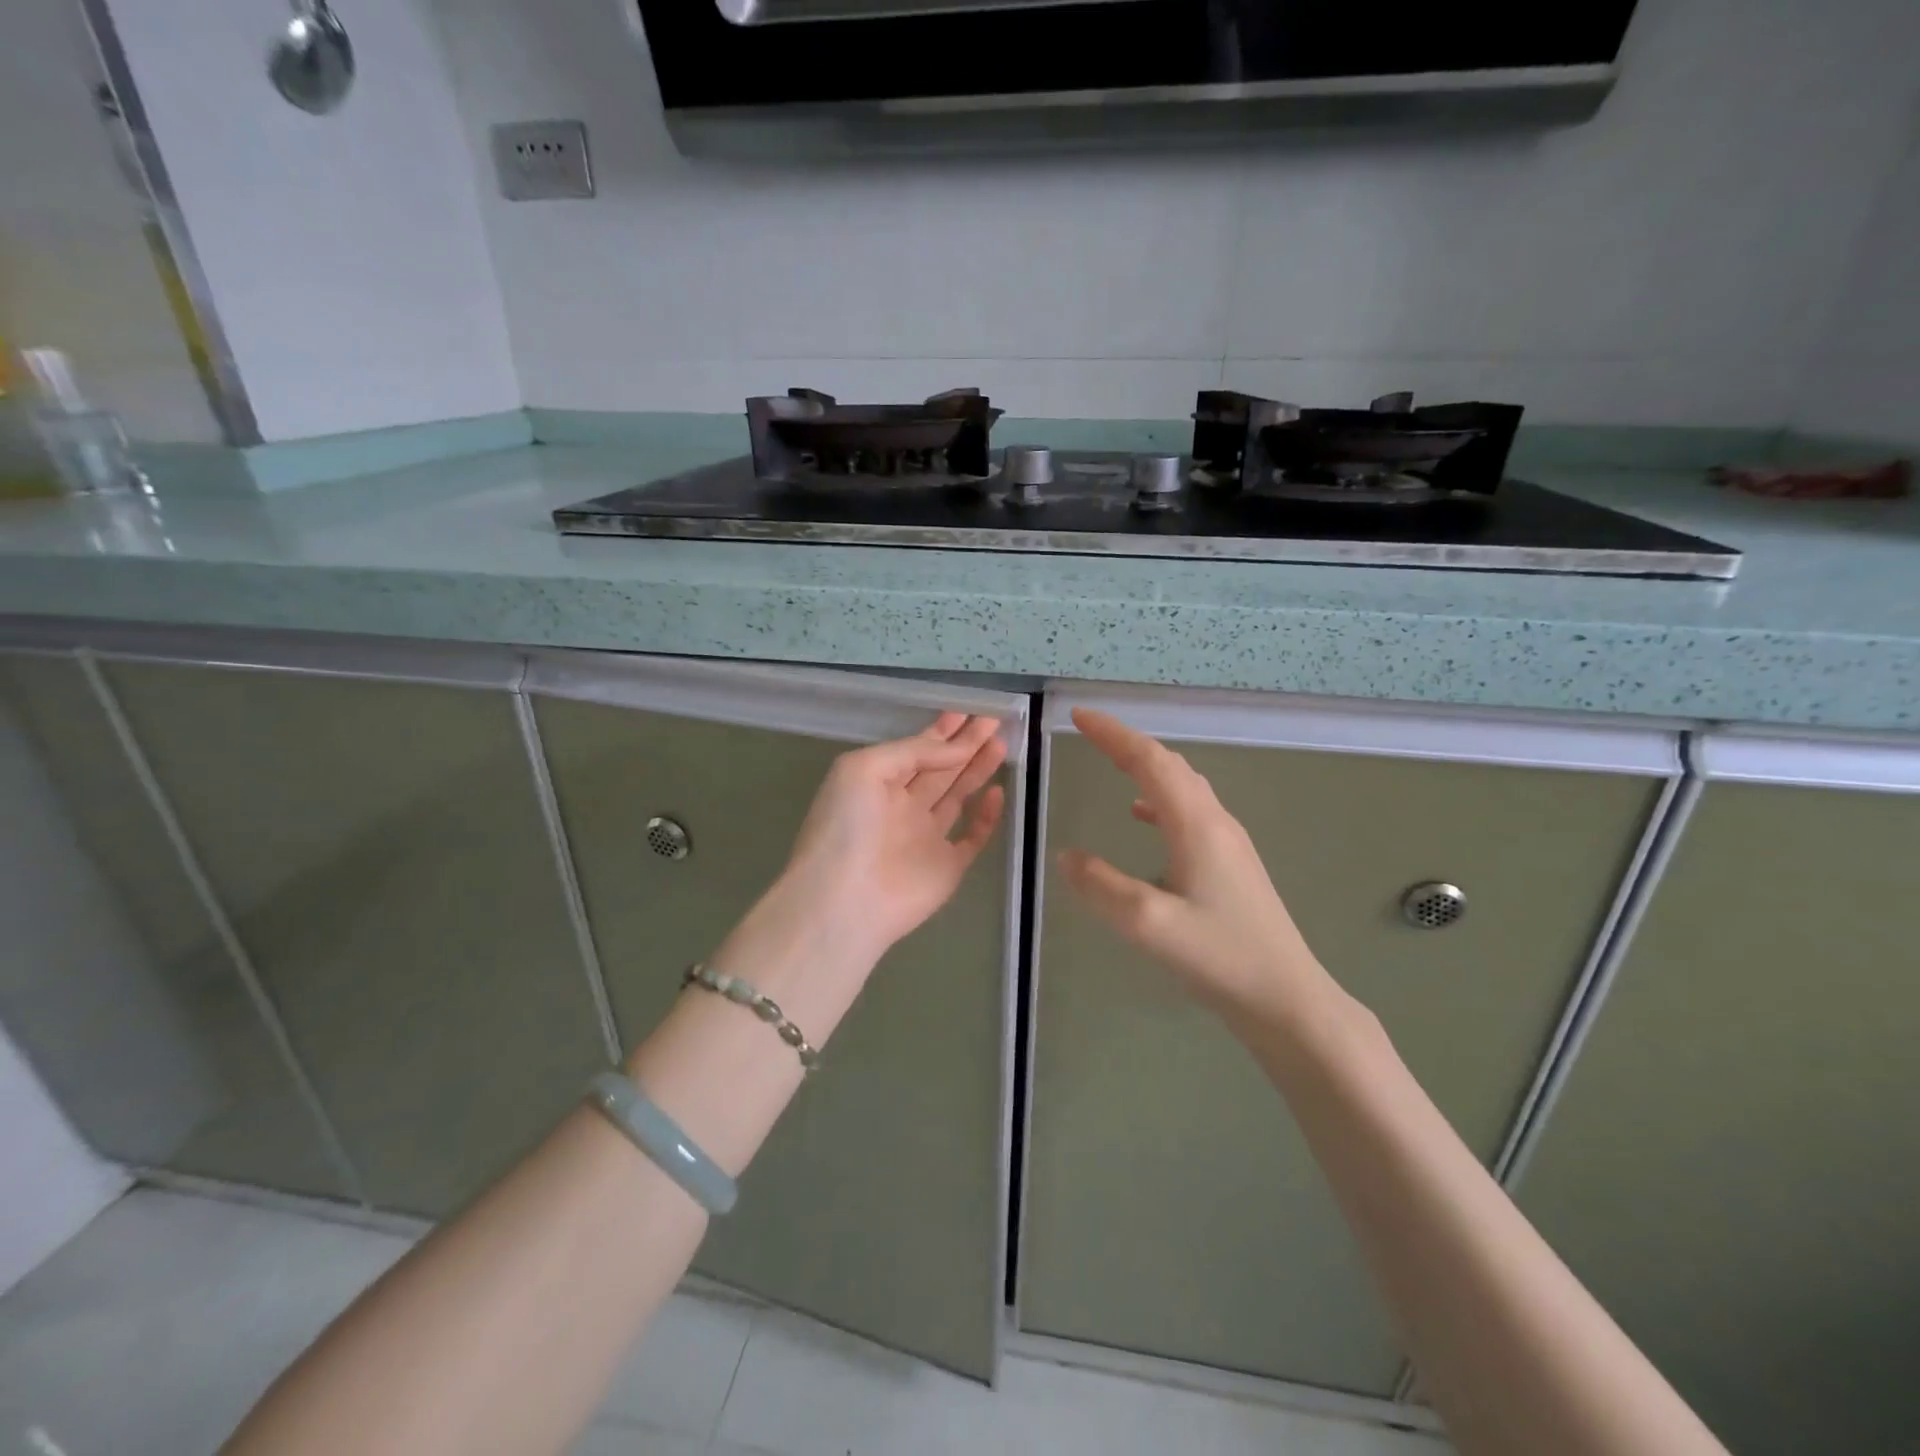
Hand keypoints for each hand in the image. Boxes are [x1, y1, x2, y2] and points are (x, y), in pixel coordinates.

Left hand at [708, 713, 1006, 1035]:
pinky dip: (987, 816)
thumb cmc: (847, 826)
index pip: (915, 750)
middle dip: (965, 744)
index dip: (941, 731)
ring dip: (978, 769)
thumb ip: (913, 751)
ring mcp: (925, 838)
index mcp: (877, 783)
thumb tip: (957, 748)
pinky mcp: (947, 866)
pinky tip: (998, 792)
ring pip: (957, 796)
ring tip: (1001, 742)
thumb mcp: (865, 768)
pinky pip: (972, 836)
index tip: (967, 712)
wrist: (846, 899)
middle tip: (993, 721)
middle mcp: (902, 807)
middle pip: (940, 769)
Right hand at [1058, 708, 1331, 1031]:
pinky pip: (1190, 810)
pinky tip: (1143, 817)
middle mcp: (1215, 821)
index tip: (1079, 716)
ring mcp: (1228, 841)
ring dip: (1146, 766)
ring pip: (1183, 785)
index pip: (1150, 760)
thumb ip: (1101, 886)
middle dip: (1127, 743)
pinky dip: (1159, 798)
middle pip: (1168, 764)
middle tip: (1089, 733)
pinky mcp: (1232, 862)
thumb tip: (1066, 855)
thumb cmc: (1219, 956)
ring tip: (1113, 762)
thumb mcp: (1147, 923)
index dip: (1113, 734)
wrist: (1286, 997)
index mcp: (1196, 824)